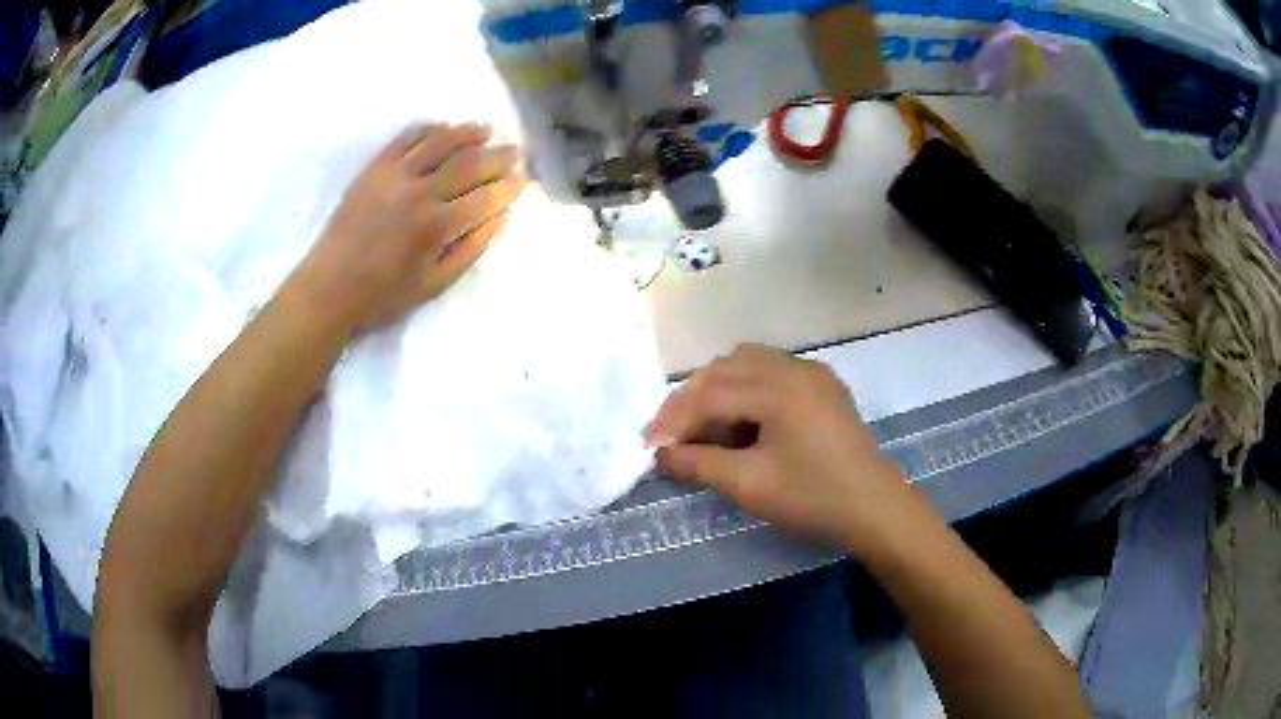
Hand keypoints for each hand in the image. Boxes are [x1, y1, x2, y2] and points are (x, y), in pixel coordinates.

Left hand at [291, 123, 525, 332]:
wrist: (328, 289)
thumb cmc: (382, 296)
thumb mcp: (434, 285)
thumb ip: (471, 250)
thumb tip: (500, 217)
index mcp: (436, 227)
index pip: (486, 197)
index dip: (509, 188)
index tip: (523, 181)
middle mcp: (420, 192)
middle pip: (469, 163)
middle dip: (498, 156)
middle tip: (515, 151)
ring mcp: (394, 175)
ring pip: (440, 142)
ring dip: (468, 133)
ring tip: (485, 131)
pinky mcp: (374, 168)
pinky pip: (406, 138)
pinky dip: (429, 129)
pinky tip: (444, 129)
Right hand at [647, 344, 918, 556]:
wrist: (874, 508)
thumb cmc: (813, 498)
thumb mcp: (749, 485)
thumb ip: (698, 465)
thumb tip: (661, 456)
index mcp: (778, 388)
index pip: (710, 394)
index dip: (674, 421)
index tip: (650, 447)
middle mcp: (794, 367)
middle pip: (725, 369)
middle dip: (692, 401)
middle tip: (671, 437)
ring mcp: (812, 372)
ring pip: (747, 363)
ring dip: (717, 390)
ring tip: (704, 428)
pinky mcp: (822, 384)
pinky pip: (771, 372)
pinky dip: (746, 389)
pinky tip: (743, 420)